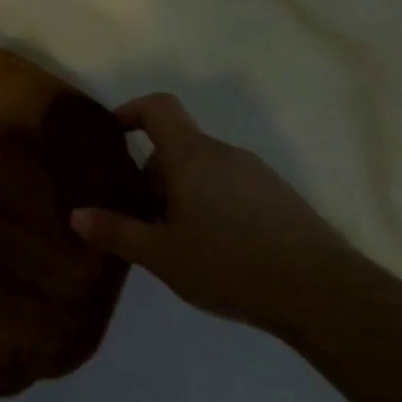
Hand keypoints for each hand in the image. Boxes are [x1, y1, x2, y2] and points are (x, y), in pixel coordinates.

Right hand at [71, 94, 355, 327]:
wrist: (325, 294)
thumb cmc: (230, 264)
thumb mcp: (161, 254)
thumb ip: (116, 232)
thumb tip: (76, 216)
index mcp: (192, 156)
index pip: (159, 108)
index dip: (132, 111)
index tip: (113, 134)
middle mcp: (226, 154)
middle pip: (179, 145)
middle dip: (152, 172)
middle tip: (140, 214)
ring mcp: (259, 175)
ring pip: (205, 169)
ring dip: (182, 191)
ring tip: (176, 238)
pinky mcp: (282, 199)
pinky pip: (232, 187)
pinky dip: (212, 203)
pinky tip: (215, 249)